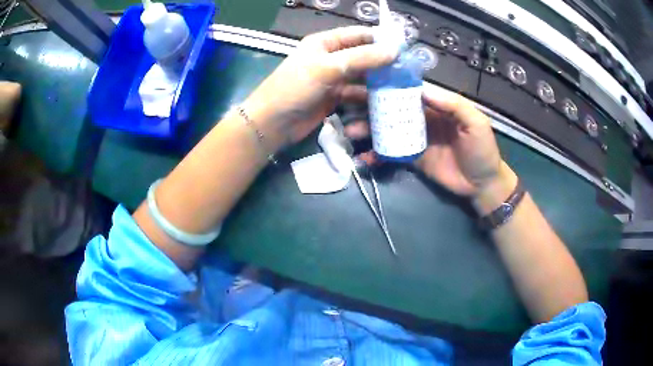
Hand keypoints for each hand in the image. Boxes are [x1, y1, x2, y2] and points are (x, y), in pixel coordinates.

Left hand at [243, 26, 397, 149]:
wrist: (274, 123)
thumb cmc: (296, 88)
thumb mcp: (328, 68)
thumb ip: (362, 58)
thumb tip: (394, 51)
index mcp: (325, 42)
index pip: (358, 35)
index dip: (380, 39)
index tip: (403, 48)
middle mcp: (331, 57)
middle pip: (363, 56)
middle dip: (383, 63)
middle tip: (407, 71)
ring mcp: (333, 78)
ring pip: (362, 76)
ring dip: (378, 82)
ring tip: (401, 88)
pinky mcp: (334, 97)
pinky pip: (356, 94)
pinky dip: (368, 97)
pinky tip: (384, 102)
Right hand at [345, 90, 515, 211]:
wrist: (481, 185)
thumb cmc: (482, 150)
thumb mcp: (475, 122)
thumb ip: (453, 104)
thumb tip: (421, 89)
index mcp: (435, 105)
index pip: (408, 90)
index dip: (389, 83)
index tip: (365, 79)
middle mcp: (421, 118)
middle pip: (392, 107)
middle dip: (369, 104)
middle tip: (345, 102)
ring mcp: (414, 138)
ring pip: (387, 129)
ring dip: (368, 129)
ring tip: (350, 131)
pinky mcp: (411, 158)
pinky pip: (390, 153)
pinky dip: (376, 155)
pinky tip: (364, 157)